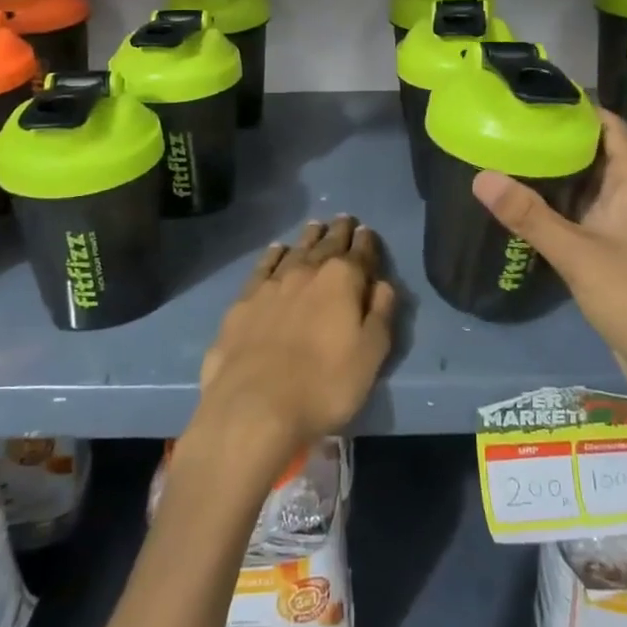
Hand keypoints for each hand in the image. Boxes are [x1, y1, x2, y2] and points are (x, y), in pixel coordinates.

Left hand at [188, 217, 395, 477]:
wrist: (253, 406)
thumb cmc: (324, 385)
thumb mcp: (370, 355)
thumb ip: (380, 314)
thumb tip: (383, 284)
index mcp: (342, 280)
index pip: (360, 252)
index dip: (367, 241)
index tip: (367, 231)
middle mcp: (307, 271)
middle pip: (327, 244)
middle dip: (339, 231)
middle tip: (344, 220)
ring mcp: (271, 283)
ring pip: (295, 250)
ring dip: (309, 237)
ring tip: (316, 227)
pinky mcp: (243, 301)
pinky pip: (264, 266)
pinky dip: (274, 254)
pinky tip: (277, 250)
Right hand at [472, 111, 626, 405]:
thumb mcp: (580, 254)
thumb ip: (529, 216)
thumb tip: (479, 175)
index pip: (606, 124)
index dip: (573, 105)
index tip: (526, 95)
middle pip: (589, 151)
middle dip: (550, 137)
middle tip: (499, 123)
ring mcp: (620, 224)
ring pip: (580, 186)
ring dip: (547, 174)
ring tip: (498, 154)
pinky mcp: (609, 251)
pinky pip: (576, 216)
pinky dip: (550, 206)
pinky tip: (514, 205)